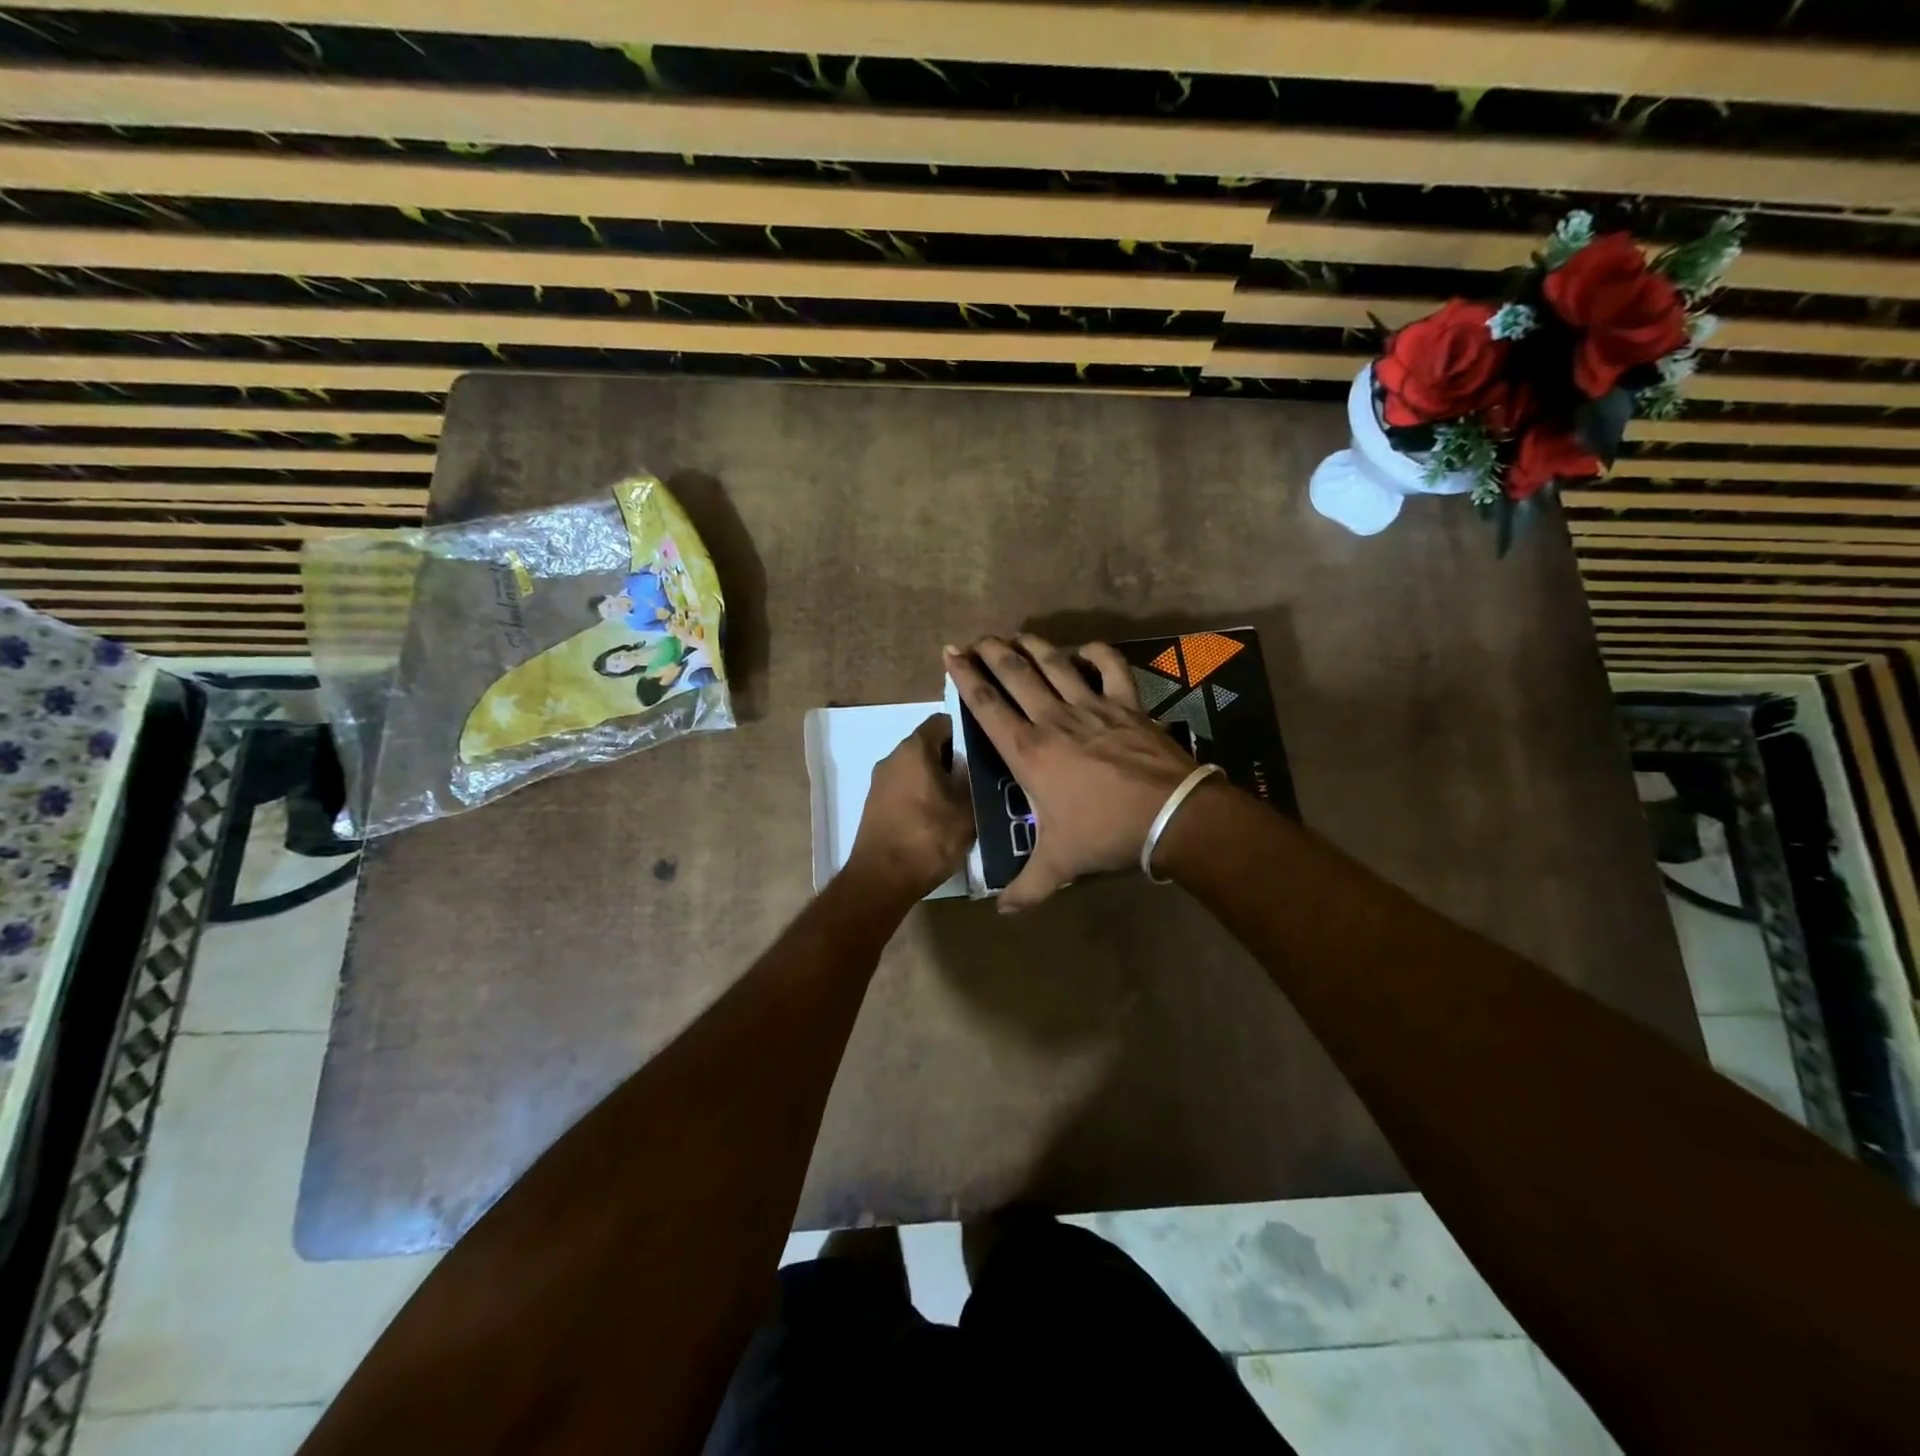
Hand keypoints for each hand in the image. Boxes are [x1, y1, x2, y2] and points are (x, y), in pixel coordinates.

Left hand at [845, 715, 974, 903]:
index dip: (966, 731)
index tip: (985, 750)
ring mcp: (879, 782)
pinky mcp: (875, 805)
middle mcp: (892, 758)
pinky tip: (940, 818)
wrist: (881, 880)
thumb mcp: (967, 811)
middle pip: (929, 745)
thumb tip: (982, 769)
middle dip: (954, 758)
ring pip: (917, 769)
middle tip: (980, 778)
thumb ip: (976, 782)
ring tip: (963, 801)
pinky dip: (922, 796)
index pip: (943, 722)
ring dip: (938, 780)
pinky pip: (904, 789)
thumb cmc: (928, 838)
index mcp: (914, 749)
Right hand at [944, 635, 1198, 910]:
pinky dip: (1097, 653)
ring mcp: (1093, 707)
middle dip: (992, 652)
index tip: (950, 653)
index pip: (987, 706)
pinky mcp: (1127, 705)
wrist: (1171, 816)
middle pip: (1016, 674)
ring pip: (1055, 664)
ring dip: (1032, 645)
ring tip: (1015, 635)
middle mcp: (1054, 720)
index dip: (965, 677)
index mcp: (1029, 752)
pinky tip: (1084, 649)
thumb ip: (1026, 888)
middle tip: (977, 639)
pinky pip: (1111, 668)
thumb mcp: (1059, 865)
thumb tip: (1002, 911)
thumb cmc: (1105, 834)